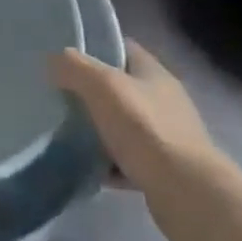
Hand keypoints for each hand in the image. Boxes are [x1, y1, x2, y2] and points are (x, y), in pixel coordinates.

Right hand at [48, 42, 230, 240]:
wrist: (188, 194)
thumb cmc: (145, 129)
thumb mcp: (102, 86)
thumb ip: (74, 67)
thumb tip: (53, 61)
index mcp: (153, 73)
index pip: (121, 47)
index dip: (93, 46)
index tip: (63, 54)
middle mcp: (163, 100)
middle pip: (119, 87)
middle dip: (89, 91)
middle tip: (56, 95)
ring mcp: (166, 137)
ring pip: (122, 125)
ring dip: (97, 129)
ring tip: (65, 133)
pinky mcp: (163, 171)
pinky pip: (127, 160)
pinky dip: (107, 164)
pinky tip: (87, 168)